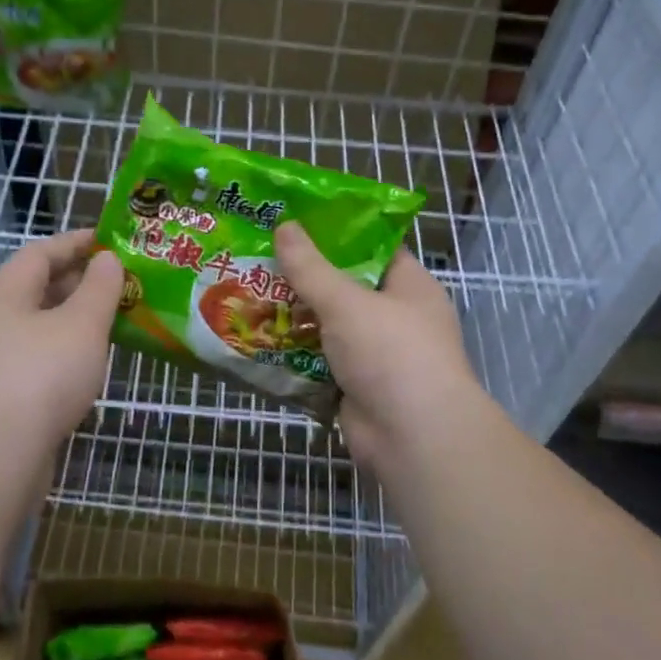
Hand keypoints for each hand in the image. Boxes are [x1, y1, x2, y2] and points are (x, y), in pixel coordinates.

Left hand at [0, 229, 123, 456]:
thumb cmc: (41, 375)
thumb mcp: (81, 323)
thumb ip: (99, 288)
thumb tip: (107, 259)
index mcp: (10, 293)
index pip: (41, 252)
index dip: (76, 242)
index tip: (111, 240)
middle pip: (41, 289)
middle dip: (82, 281)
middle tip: (125, 282)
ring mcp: (1, 361)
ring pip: (45, 327)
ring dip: (79, 320)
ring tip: (119, 319)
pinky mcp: (10, 396)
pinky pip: (46, 360)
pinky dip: (72, 353)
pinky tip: (96, 364)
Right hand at [275, 222, 485, 474]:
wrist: (413, 438)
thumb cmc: (391, 353)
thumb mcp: (347, 302)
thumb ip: (311, 267)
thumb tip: (285, 226)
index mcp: (409, 287)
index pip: (373, 248)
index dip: (337, 233)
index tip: (295, 221)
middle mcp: (396, 318)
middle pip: (344, 288)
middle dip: (304, 277)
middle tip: (259, 257)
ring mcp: (376, 356)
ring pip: (328, 328)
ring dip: (294, 318)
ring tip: (248, 294)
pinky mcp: (355, 388)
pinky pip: (318, 363)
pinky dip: (293, 356)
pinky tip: (256, 340)